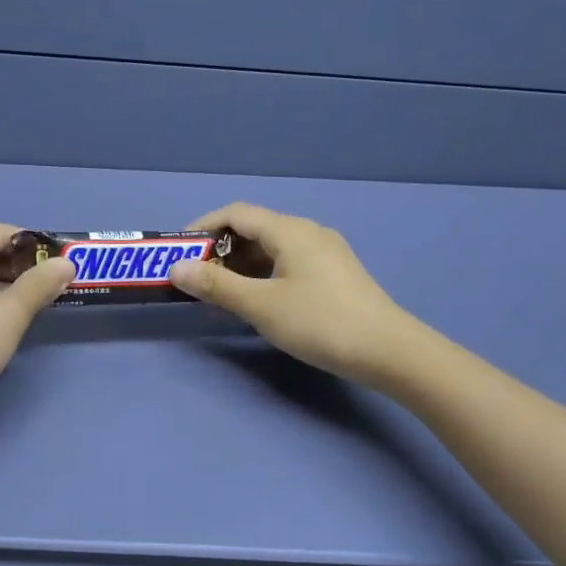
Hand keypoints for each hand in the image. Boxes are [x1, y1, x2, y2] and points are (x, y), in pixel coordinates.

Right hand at [168, 203, 419, 384]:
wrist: (388, 351)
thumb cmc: (320, 322)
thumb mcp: (261, 305)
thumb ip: (217, 286)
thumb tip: (177, 269)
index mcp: (290, 231)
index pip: (236, 214)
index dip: (203, 227)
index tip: (179, 251)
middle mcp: (308, 233)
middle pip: (254, 229)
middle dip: (220, 250)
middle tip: (196, 278)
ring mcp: (325, 253)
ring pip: (271, 248)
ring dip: (240, 265)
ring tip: (220, 292)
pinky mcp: (334, 274)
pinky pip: (287, 263)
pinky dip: (262, 274)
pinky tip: (256, 300)